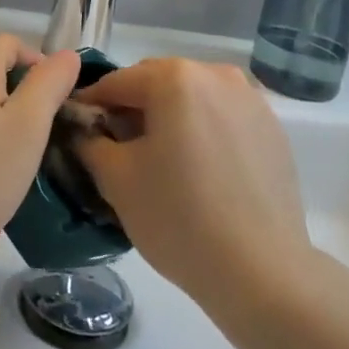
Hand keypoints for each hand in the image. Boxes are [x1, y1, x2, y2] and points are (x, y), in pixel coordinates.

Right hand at [74, 59, 311, 304]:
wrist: (263, 273)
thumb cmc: (179, 218)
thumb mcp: (116, 179)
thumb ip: (90, 141)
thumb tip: (84, 130)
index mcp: (174, 78)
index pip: (116, 83)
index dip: (90, 107)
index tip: (76, 132)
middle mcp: (215, 74)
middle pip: (156, 83)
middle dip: (132, 109)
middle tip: (116, 149)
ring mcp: (250, 100)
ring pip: (191, 98)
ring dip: (169, 118)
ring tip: (160, 161)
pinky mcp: (273, 128)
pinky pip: (221, 117)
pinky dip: (202, 131)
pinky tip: (198, 171)